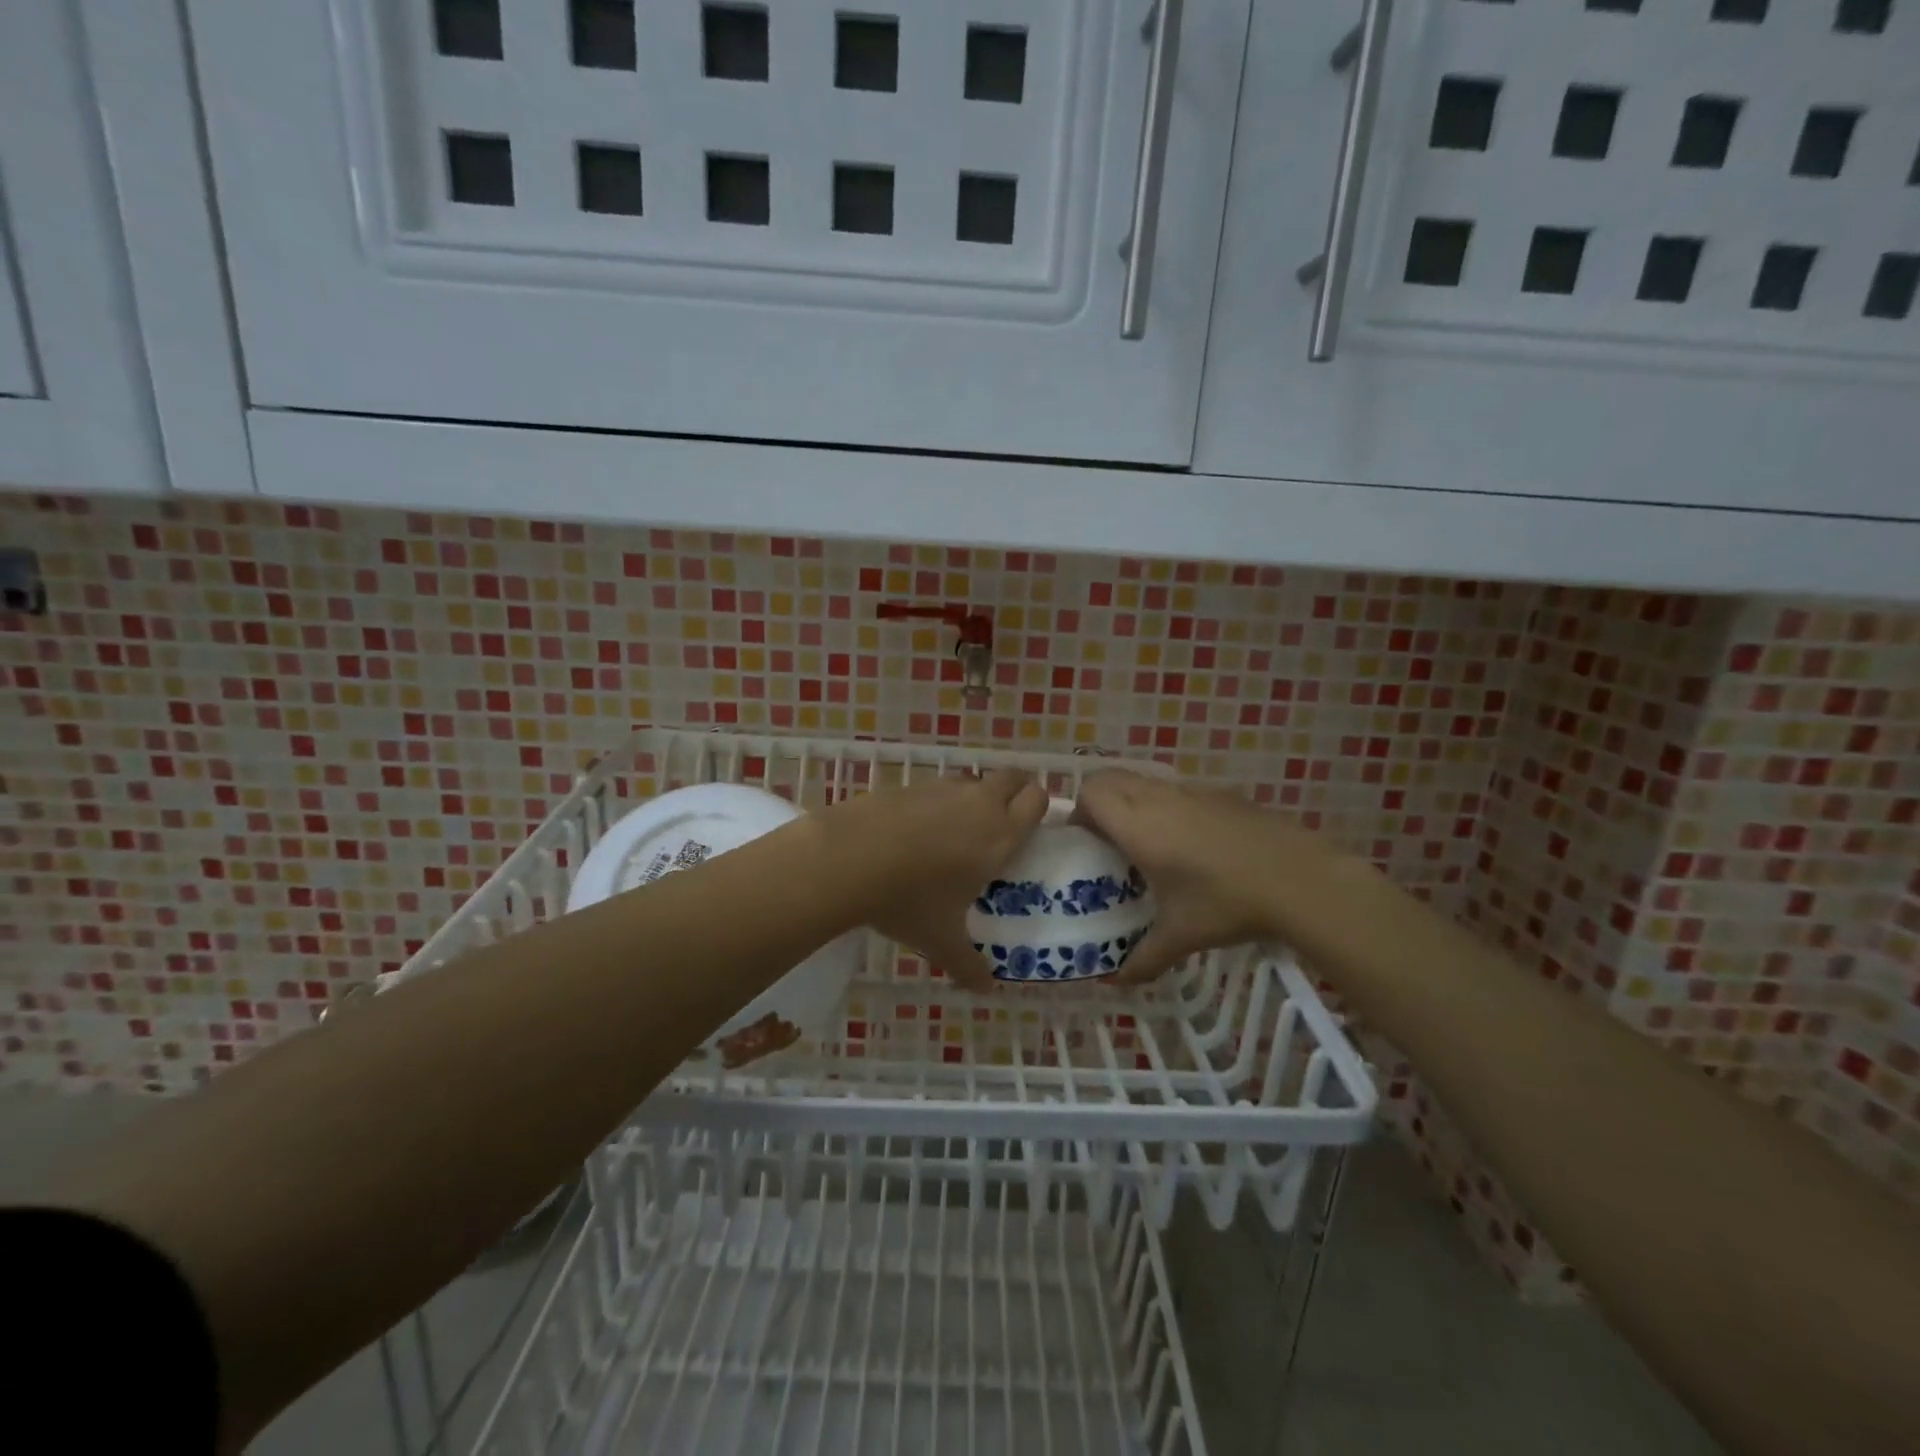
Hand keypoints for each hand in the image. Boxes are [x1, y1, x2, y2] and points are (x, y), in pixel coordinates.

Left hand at [815, 769, 1048, 991]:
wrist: (849, 857)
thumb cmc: (909, 899)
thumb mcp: (941, 940)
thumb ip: (968, 964)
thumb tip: (986, 989)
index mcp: (999, 835)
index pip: (1036, 799)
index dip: (1038, 806)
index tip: (1030, 827)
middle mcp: (978, 803)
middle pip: (1012, 777)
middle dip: (1014, 792)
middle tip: (1003, 822)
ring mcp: (941, 789)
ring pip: (972, 781)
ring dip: (974, 796)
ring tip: (957, 831)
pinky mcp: (909, 785)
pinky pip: (936, 788)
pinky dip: (936, 802)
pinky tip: (915, 831)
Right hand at [1072, 769, 1337, 984]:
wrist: (1300, 879)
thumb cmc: (1228, 904)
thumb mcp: (1182, 936)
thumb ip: (1144, 958)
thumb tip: (1118, 982)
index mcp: (1139, 826)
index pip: (1090, 792)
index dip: (1078, 811)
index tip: (1085, 842)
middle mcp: (1159, 799)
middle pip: (1110, 777)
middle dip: (1100, 801)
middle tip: (1107, 841)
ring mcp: (1192, 791)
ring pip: (1145, 781)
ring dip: (1134, 802)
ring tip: (1149, 843)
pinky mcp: (1221, 793)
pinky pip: (1178, 790)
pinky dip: (1168, 806)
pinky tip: (1193, 845)